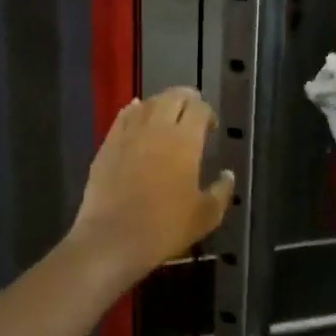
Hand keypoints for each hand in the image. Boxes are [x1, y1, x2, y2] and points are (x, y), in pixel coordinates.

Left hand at [70, 88, 234, 280]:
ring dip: (161, 103)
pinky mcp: (107, 145)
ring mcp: (129, 134)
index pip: (199, 109)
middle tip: (192, 112)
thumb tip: (228, 175)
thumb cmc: (165, 228)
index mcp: (185, 141)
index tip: (211, 127)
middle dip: (186, 99)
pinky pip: (123, 117)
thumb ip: (221, 192)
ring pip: (147, 104)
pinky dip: (134, 111)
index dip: (208, 113)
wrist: (113, 238)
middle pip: (173, 97)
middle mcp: (157, 129)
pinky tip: (136, 113)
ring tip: (167, 113)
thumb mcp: (206, 216)